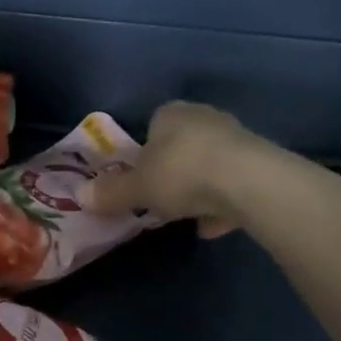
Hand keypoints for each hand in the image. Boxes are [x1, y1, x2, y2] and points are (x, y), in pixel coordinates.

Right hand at [84, 100, 268, 237]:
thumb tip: (80, 196)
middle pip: (183, 145)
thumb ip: (110, 192)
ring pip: (210, 165)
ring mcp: (237, 139)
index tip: (140, 176)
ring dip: (200, 189)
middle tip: (161, 197)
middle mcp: (205, 118)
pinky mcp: (260, 164)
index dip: (144, 151)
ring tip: (188, 217)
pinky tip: (213, 227)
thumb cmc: (181, 173)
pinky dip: (222, 204)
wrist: (247, 182)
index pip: (154, 124)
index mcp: (171, 113)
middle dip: (173, 170)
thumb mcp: (136, 188)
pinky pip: (233, 185)